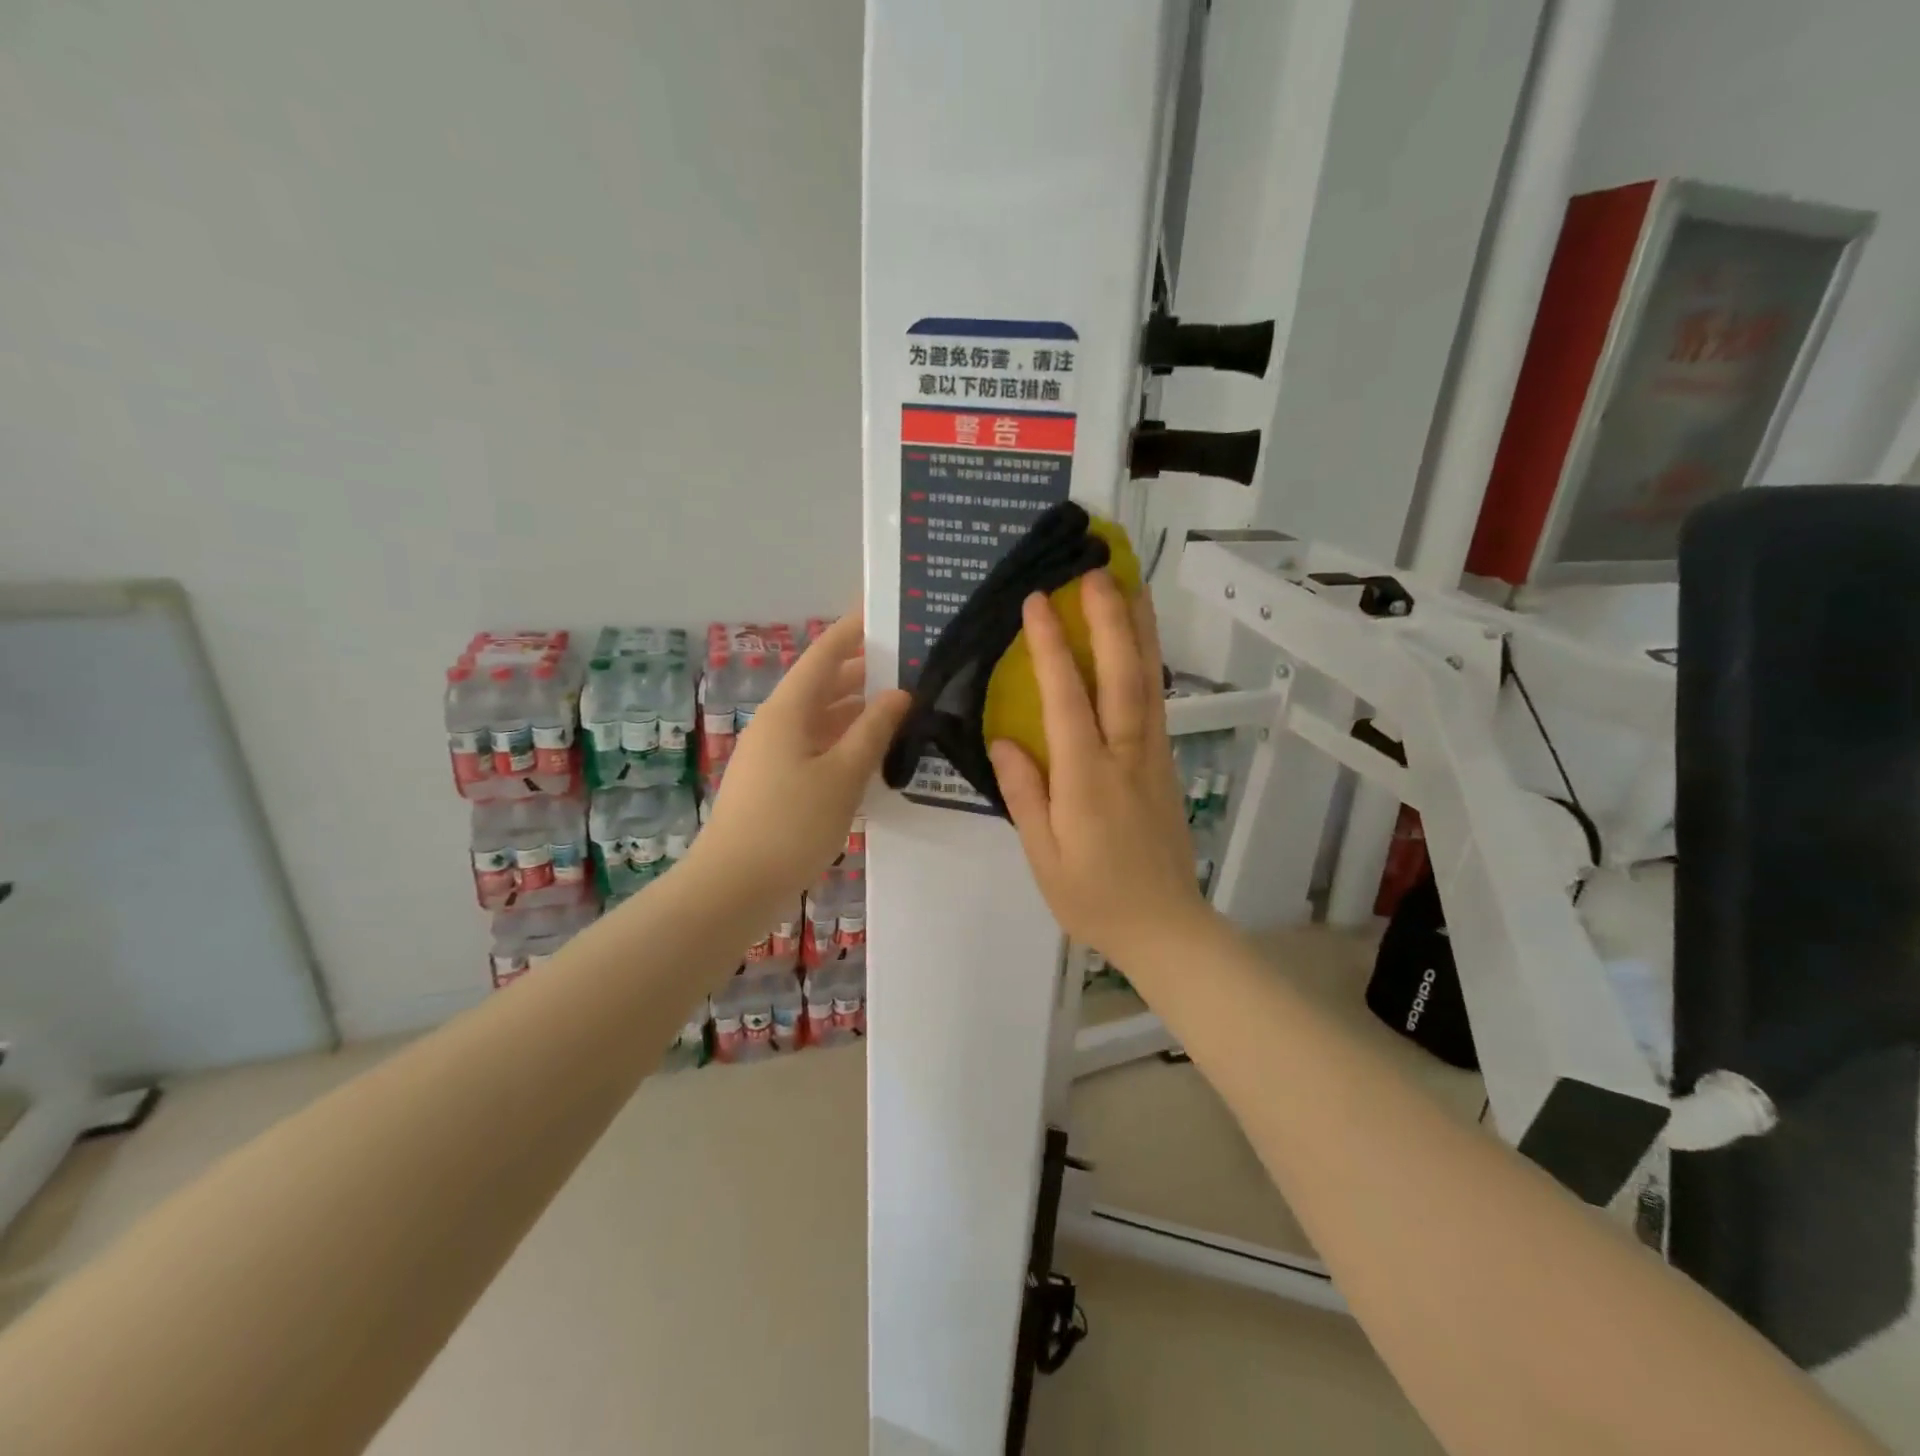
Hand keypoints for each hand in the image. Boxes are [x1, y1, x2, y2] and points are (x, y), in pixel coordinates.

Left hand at [693, 612, 909, 906]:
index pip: (824, 656)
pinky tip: (874, 755)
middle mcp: (777, 724)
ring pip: (820, 719)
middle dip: (862, 672)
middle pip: (822, 686)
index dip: (852, 632)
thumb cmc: (791, 824)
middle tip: (909, 665)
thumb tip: (899, 693)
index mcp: (788, 711)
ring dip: (856, 711)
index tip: (881, 612)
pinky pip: (815, 747)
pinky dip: (844, 742)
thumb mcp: (843, 775)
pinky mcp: (776, 783)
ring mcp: (773, 755)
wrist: (734, 887)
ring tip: (902, 707)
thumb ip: (873, 730)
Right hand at [989, 571, 1213, 965]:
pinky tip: (1140, 644)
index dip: (1050, 647)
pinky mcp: (1165, 764)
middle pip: (1122, 675)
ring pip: (1149, 682)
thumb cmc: (1094, 898)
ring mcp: (1153, 756)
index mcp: (1087, 778)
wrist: (1165, 926)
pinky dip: (1148, 663)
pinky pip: (1156, 702)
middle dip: (1109, 619)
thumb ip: (1025, 794)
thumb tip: (1004, 739)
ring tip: (1131, 586)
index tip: (1037, 602)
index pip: (1067, 698)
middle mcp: (1126, 755)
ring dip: (1139, 630)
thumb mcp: (1043, 856)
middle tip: (1097, 570)